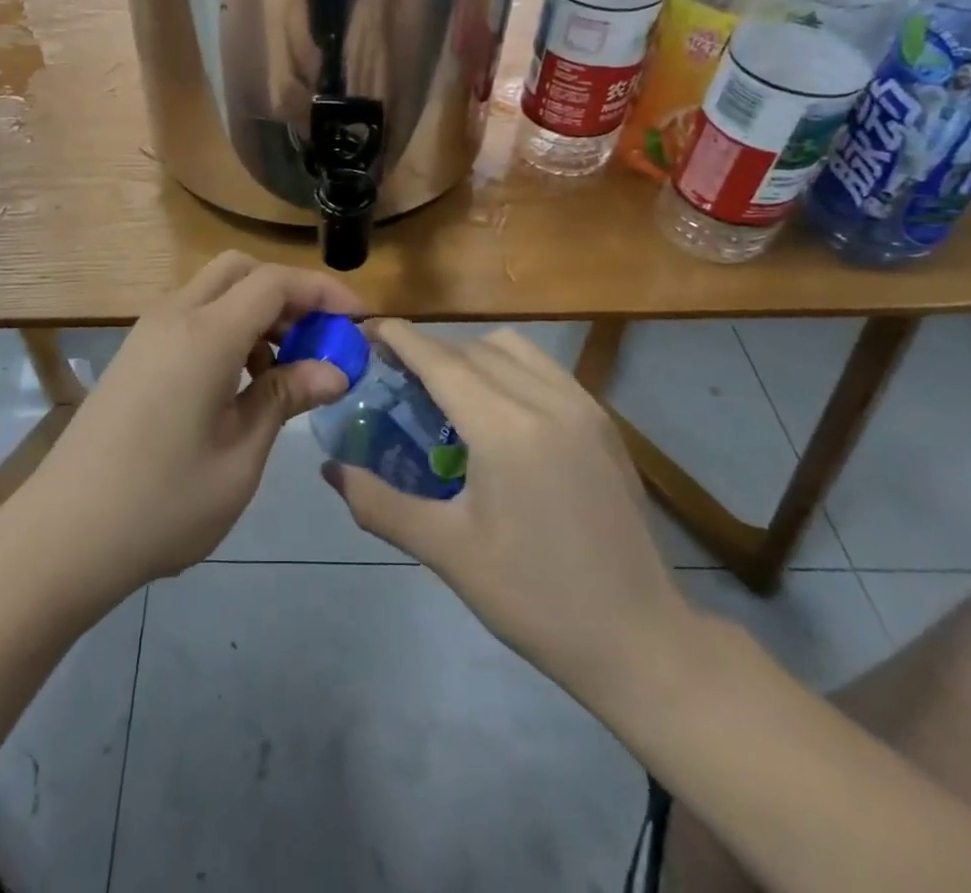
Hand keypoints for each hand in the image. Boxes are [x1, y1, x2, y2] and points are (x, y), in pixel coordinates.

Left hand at [21, 252, 363, 596]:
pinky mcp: (134, 355)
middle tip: (317, 340)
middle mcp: (173, 316)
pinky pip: (190, 317)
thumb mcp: (240, 457)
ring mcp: (147, 333)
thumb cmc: (162, 504)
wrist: (61, 537)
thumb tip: (334, 370)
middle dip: (287, 293)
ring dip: (255, 312)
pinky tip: (237, 385)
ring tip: (282, 371)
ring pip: (213, 291)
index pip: (275, 282)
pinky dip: (226, 328)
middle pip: (241, 270)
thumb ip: (286, 398)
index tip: (357, 321)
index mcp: (205, 335)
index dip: (323, 292)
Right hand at [322, 321, 698, 703]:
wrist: (639, 639)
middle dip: (429, 350)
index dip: (400, 338)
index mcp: (505, 429)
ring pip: (513, 349)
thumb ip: (379, 503)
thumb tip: (330, 469)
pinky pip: (545, 369)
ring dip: (470, 353)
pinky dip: (508, 368)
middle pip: (473, 348)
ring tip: (446, 389)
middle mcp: (547, 400)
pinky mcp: (604, 422)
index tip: (366, 330)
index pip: (440, 360)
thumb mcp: (446, 552)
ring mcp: (583, 407)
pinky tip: (497, 409)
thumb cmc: (534, 599)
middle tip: (394, 373)